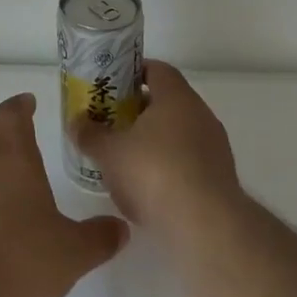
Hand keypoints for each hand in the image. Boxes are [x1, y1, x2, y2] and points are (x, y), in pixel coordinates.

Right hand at [71, 61, 241, 237]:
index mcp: (177, 98)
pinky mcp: (219, 178)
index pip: (157, 69)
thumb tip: (76, 122)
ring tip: (123, 157)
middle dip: (137, 110)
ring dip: (152, 140)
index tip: (112, 84)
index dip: (133, 72)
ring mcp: (214, 147)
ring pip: (177, 133)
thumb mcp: (109, 152)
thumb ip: (90, 134)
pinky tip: (145, 187)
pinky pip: (187, 161)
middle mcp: (201, 115)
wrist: (205, 226)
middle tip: (110, 121)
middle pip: (166, 102)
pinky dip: (166, 166)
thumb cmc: (154, 173)